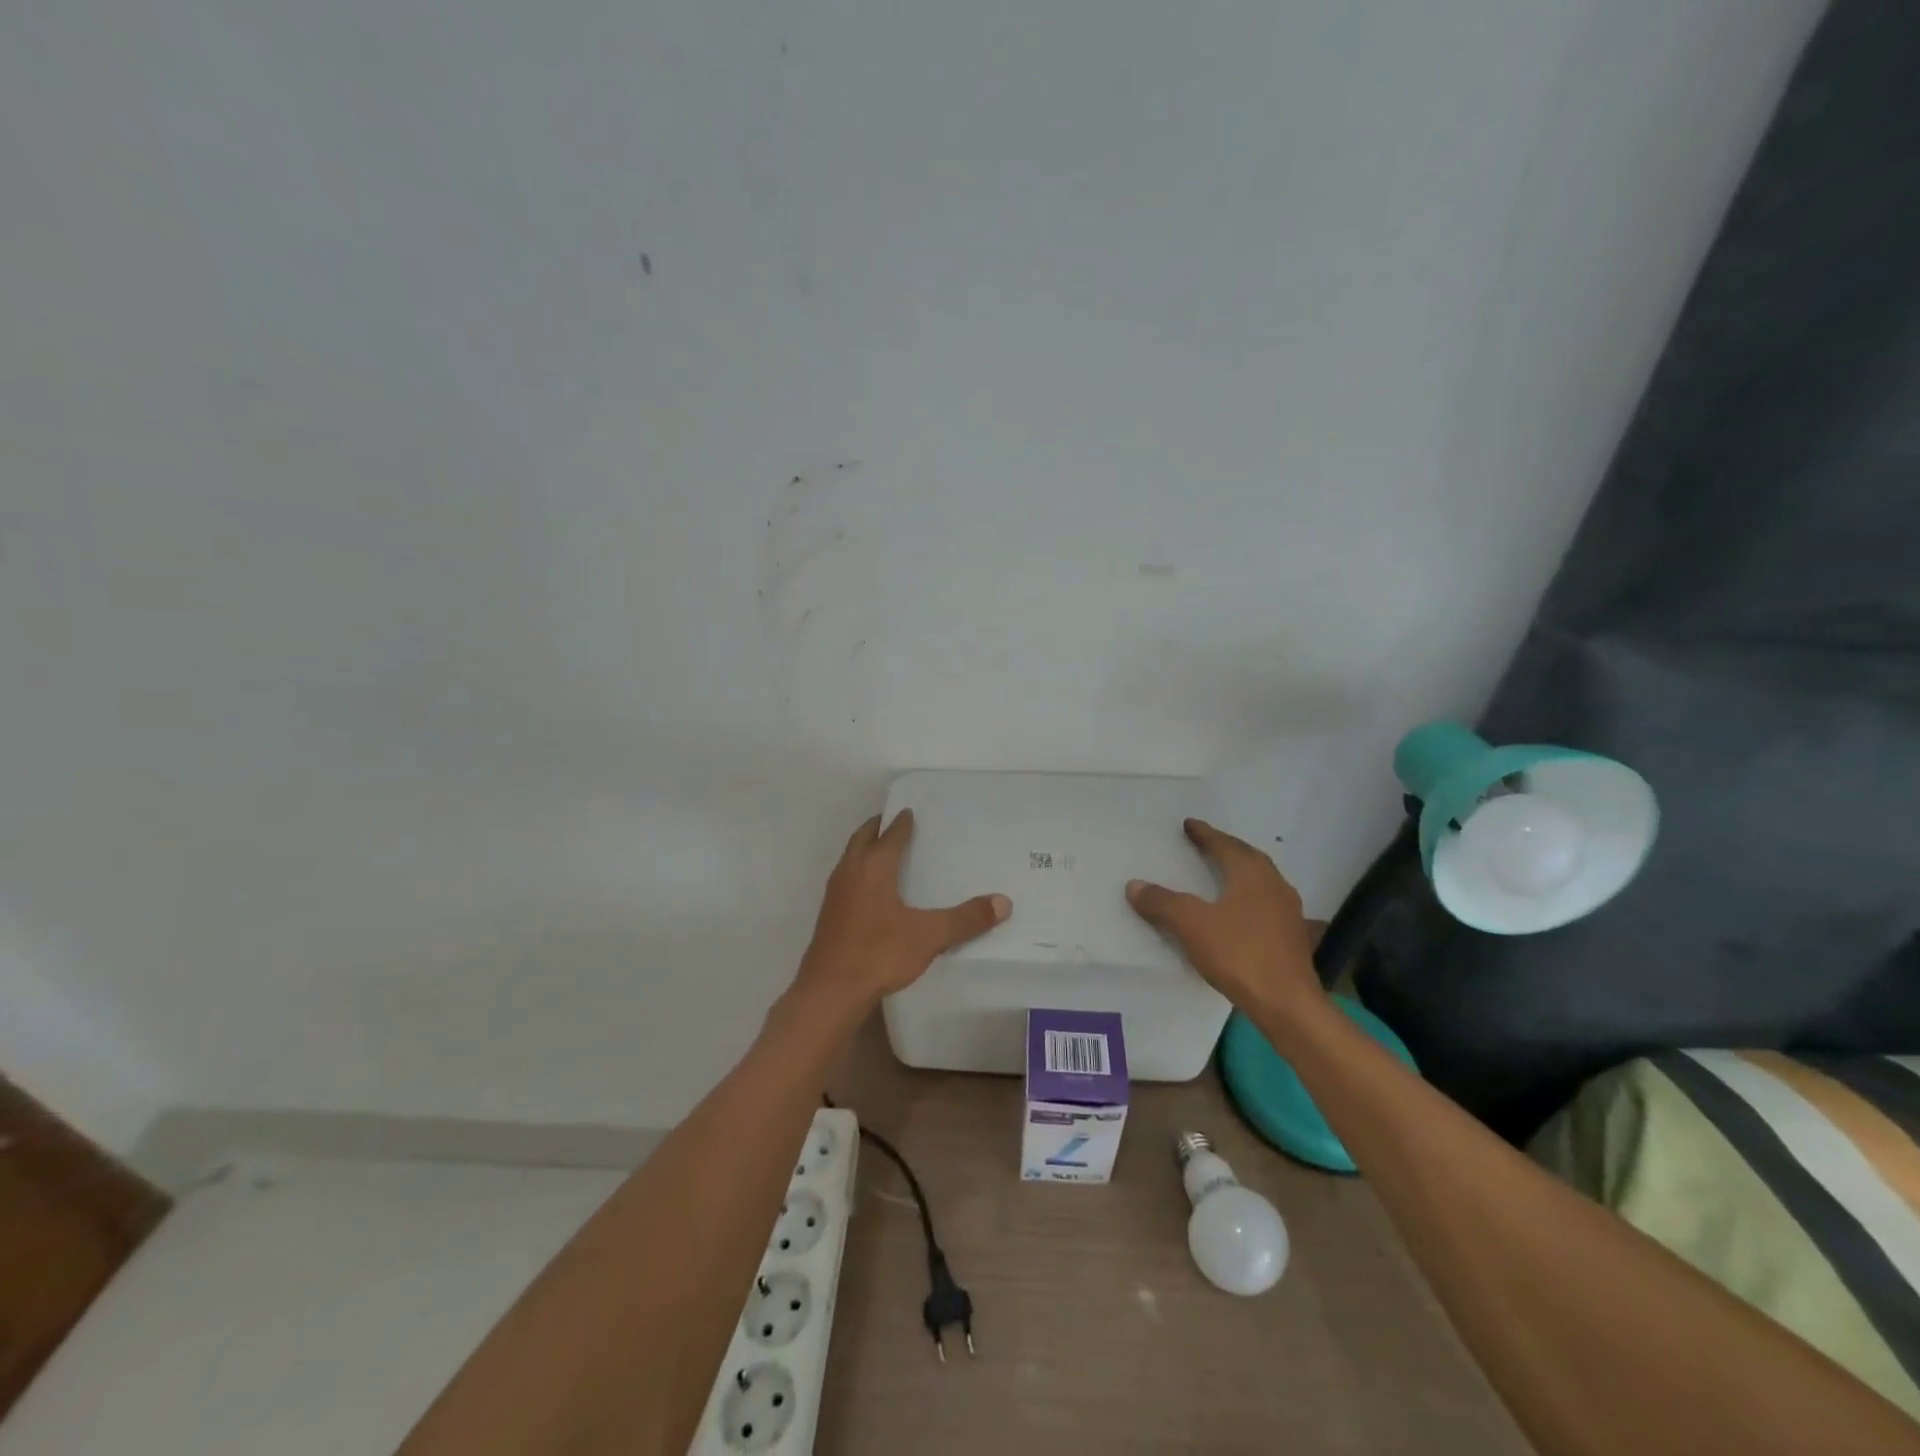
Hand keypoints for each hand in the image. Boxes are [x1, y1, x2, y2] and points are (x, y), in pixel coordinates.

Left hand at [796, 809, 1010, 1011]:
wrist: (830, 991)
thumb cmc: (879, 953)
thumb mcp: (929, 936)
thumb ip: (965, 919)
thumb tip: (1003, 903)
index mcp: (873, 868)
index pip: (889, 836)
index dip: (901, 823)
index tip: (909, 811)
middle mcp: (850, 872)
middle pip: (862, 839)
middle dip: (877, 827)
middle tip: (892, 821)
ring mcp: (835, 894)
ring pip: (849, 858)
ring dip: (863, 848)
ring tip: (881, 850)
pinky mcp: (828, 915)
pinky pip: (845, 879)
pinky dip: (857, 871)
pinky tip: (869, 890)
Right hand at [1127, 818, 1319, 1019]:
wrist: (1287, 1004)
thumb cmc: (1239, 954)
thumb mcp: (1192, 925)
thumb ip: (1163, 902)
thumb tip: (1135, 885)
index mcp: (1251, 875)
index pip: (1224, 845)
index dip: (1205, 834)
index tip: (1189, 824)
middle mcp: (1274, 885)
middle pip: (1248, 857)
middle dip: (1226, 848)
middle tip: (1206, 843)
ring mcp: (1288, 912)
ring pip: (1262, 880)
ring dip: (1242, 871)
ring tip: (1223, 872)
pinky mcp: (1293, 936)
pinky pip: (1268, 903)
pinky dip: (1251, 896)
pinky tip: (1244, 909)